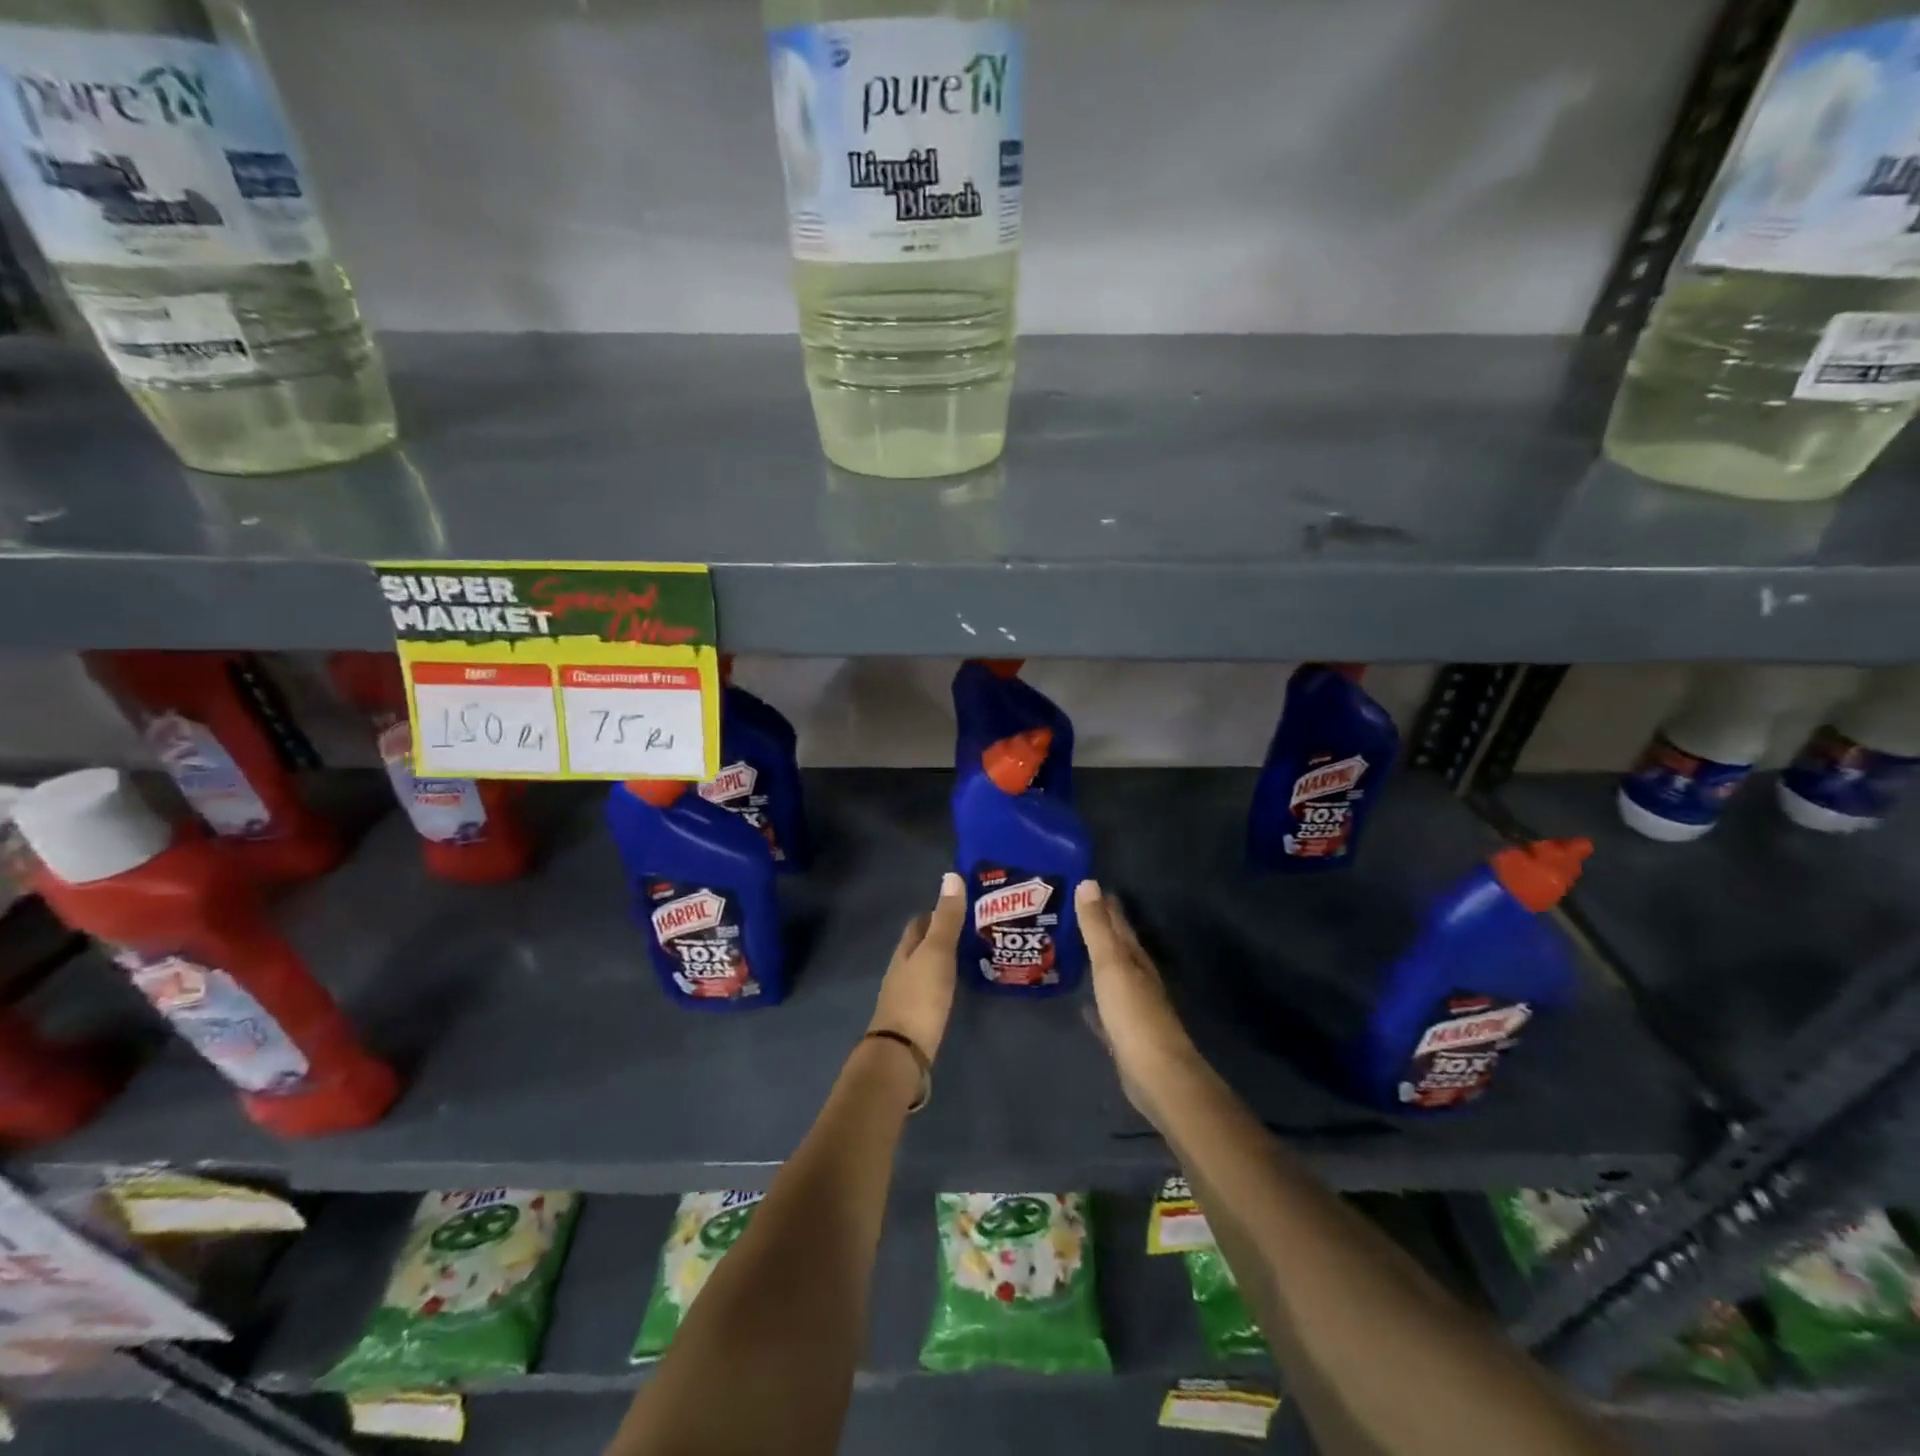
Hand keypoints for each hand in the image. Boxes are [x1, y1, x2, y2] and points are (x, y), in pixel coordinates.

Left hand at [868, 872, 964, 1062]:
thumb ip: (946, 919)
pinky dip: (944, 984)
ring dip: (945, 961)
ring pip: (926, 970)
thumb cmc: (920, 998)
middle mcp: (902, 970)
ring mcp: (906, 997)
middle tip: (975, 932)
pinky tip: (959, 989)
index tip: (962, 908)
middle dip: (942, 937)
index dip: (937, 913)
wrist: (902, 1054)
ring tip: (973, 957)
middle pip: (921, 946)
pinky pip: (931, 992)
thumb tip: (951, 875)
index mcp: (905, 951)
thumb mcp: (937, 953)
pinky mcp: (915, 1020)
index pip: (919, 923)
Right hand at [1075, 880, 1203, 1113]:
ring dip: (1096, 962)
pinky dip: (1095, 1003)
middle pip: (1117, 947)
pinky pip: (1106, 1011)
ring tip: (1071, 949)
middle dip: (1099, 929)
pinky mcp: (1124, 1035)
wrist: (1156, 1074)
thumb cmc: (1133, 1014)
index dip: (1104, 903)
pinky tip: (1083, 1004)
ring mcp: (1132, 1008)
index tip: (1086, 884)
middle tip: (1072, 911)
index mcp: (1135, 958)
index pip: (1118, 922)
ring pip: (1111, 976)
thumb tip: (1089, 883)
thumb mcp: (1111, 964)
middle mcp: (1137, 978)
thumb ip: (1097, 927)